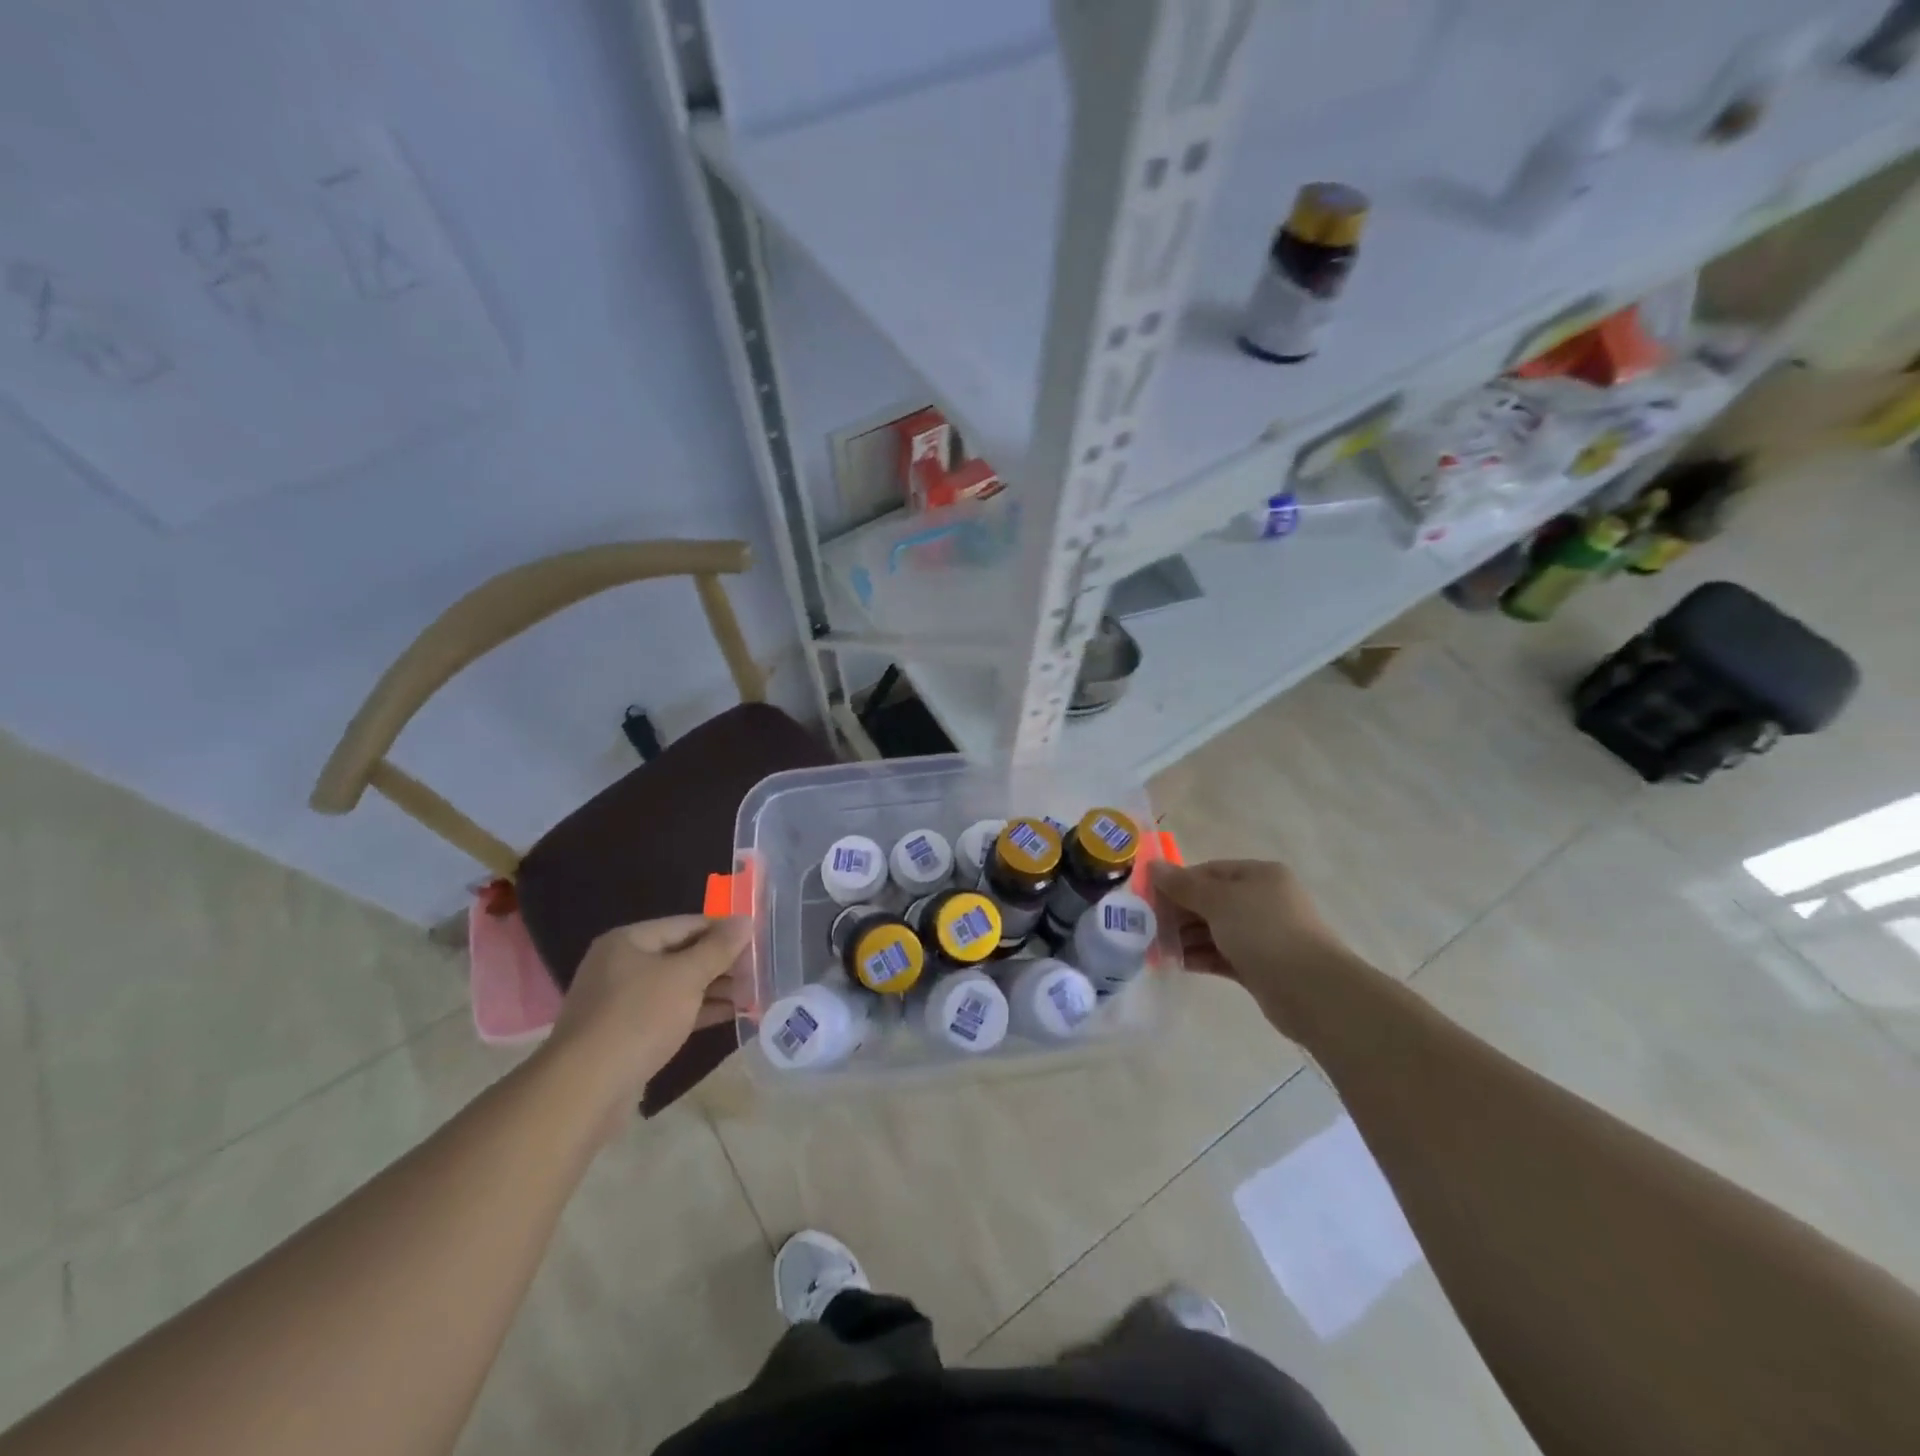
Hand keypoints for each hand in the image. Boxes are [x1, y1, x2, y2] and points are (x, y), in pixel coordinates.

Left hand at [542, 915, 749, 1111]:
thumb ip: (718, 948)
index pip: (687, 924)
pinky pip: (670, 1013)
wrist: (586, 1090)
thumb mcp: (686, 977)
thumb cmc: (638, 1018)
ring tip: (753, 993)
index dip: (724, 930)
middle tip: (760, 969)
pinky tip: (732, 1015)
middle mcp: (622, 965)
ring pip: (678, 986)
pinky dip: (699, 1011)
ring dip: (715, 989)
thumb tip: (745, 920)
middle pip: (682, 954)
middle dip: (721, 963)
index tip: (758, 939)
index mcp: (629, 941)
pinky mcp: (628, 1034)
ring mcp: (622, 1002)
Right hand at [1151, 858, 1350, 1006]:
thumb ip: (1183, 885)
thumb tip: (1152, 866)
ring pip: (1215, 930)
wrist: (1310, 990)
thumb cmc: (1263, 931)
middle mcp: (1263, 901)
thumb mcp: (1218, 901)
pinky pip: (1222, 955)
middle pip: (1211, 901)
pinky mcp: (1260, 966)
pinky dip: (1200, 957)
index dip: (1178, 882)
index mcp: (1259, 876)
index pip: (1209, 871)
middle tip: (1148, 926)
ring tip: (1157, 948)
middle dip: (1179, 913)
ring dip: (1186, 938)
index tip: (1149, 898)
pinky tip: (1177, 963)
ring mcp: (1263, 935)